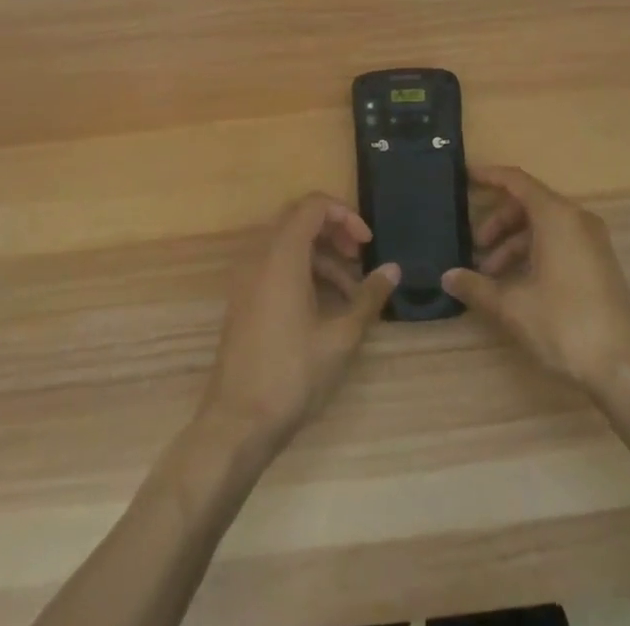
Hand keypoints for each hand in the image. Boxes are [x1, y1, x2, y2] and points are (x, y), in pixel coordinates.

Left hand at [199, 193, 399, 448]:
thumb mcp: (341, 337)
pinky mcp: (242, 299)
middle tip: (358, 258)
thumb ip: (368, 298)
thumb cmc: (292, 375)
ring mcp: (246, 277)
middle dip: (333, 232)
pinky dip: (301, 271)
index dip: (344, 215)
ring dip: (320, 256)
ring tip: (349, 293)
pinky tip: (323, 307)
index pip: (313, 205)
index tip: (367, 244)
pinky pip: (274, 264)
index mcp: (282, 255)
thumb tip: (393, 270)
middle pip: (299, 219)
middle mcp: (259, 256)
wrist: (236, 423)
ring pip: (287, 244)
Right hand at [442, 165, 629, 395]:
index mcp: (557, 216)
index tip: (464, 178)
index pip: (517, 181)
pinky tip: (517, 285)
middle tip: (475, 248)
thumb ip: (477, 287)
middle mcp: (577, 219)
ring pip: (544, 226)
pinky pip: (560, 242)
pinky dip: (534, 253)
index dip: (489, 176)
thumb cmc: (565, 325)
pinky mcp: (600, 263)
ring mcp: (593, 241)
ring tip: (491, 277)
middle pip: (529, 204)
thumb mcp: (513, 306)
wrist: (625, 369)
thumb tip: (447, 277)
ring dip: (514, 244)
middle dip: (498, 223)